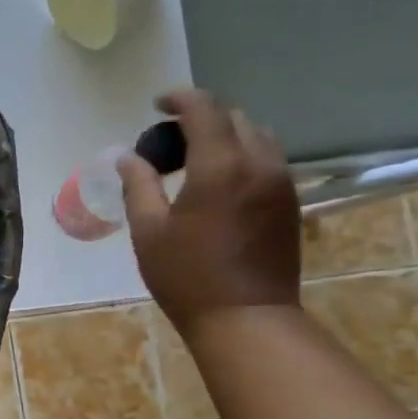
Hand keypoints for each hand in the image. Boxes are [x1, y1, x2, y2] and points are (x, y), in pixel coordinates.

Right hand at [116, 89, 301, 336]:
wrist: (246, 319)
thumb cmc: (187, 276)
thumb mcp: (148, 230)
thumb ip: (138, 185)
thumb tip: (127, 156)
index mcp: (220, 166)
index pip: (204, 109)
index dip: (179, 99)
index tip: (156, 106)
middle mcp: (258, 163)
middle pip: (234, 117)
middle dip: (201, 117)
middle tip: (170, 140)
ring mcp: (281, 182)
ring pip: (257, 136)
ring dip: (225, 135)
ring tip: (195, 159)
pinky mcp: (290, 201)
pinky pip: (268, 159)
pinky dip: (242, 155)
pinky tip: (218, 182)